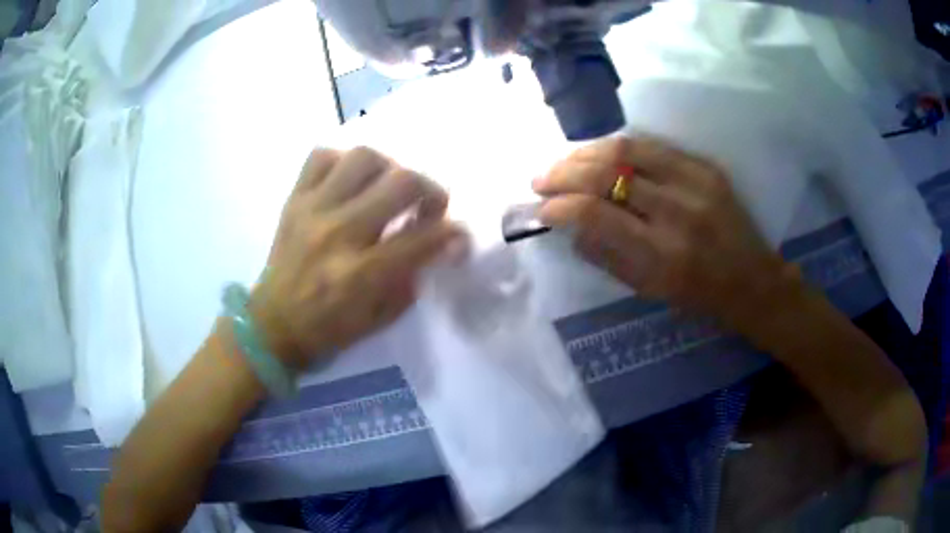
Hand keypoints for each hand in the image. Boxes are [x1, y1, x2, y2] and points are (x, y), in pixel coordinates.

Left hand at [248, 147, 462, 370]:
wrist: (272, 325)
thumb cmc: (327, 329)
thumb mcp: (379, 319)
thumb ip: (411, 278)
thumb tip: (438, 243)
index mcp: (361, 274)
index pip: (423, 239)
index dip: (453, 233)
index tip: (459, 234)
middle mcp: (338, 233)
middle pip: (401, 183)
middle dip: (430, 190)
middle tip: (429, 206)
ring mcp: (313, 210)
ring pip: (363, 158)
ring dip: (389, 169)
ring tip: (388, 188)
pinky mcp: (294, 200)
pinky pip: (321, 157)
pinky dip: (343, 162)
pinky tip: (350, 181)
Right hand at [533, 136, 796, 329]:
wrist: (753, 280)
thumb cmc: (700, 296)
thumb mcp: (650, 290)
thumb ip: (606, 257)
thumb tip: (570, 226)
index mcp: (661, 255)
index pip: (595, 213)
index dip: (559, 205)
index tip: (542, 208)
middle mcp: (676, 212)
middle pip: (606, 173)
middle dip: (563, 172)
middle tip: (541, 179)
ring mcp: (694, 182)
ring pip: (626, 149)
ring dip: (585, 152)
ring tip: (564, 162)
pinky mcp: (705, 167)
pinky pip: (652, 145)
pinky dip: (617, 146)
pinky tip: (600, 154)